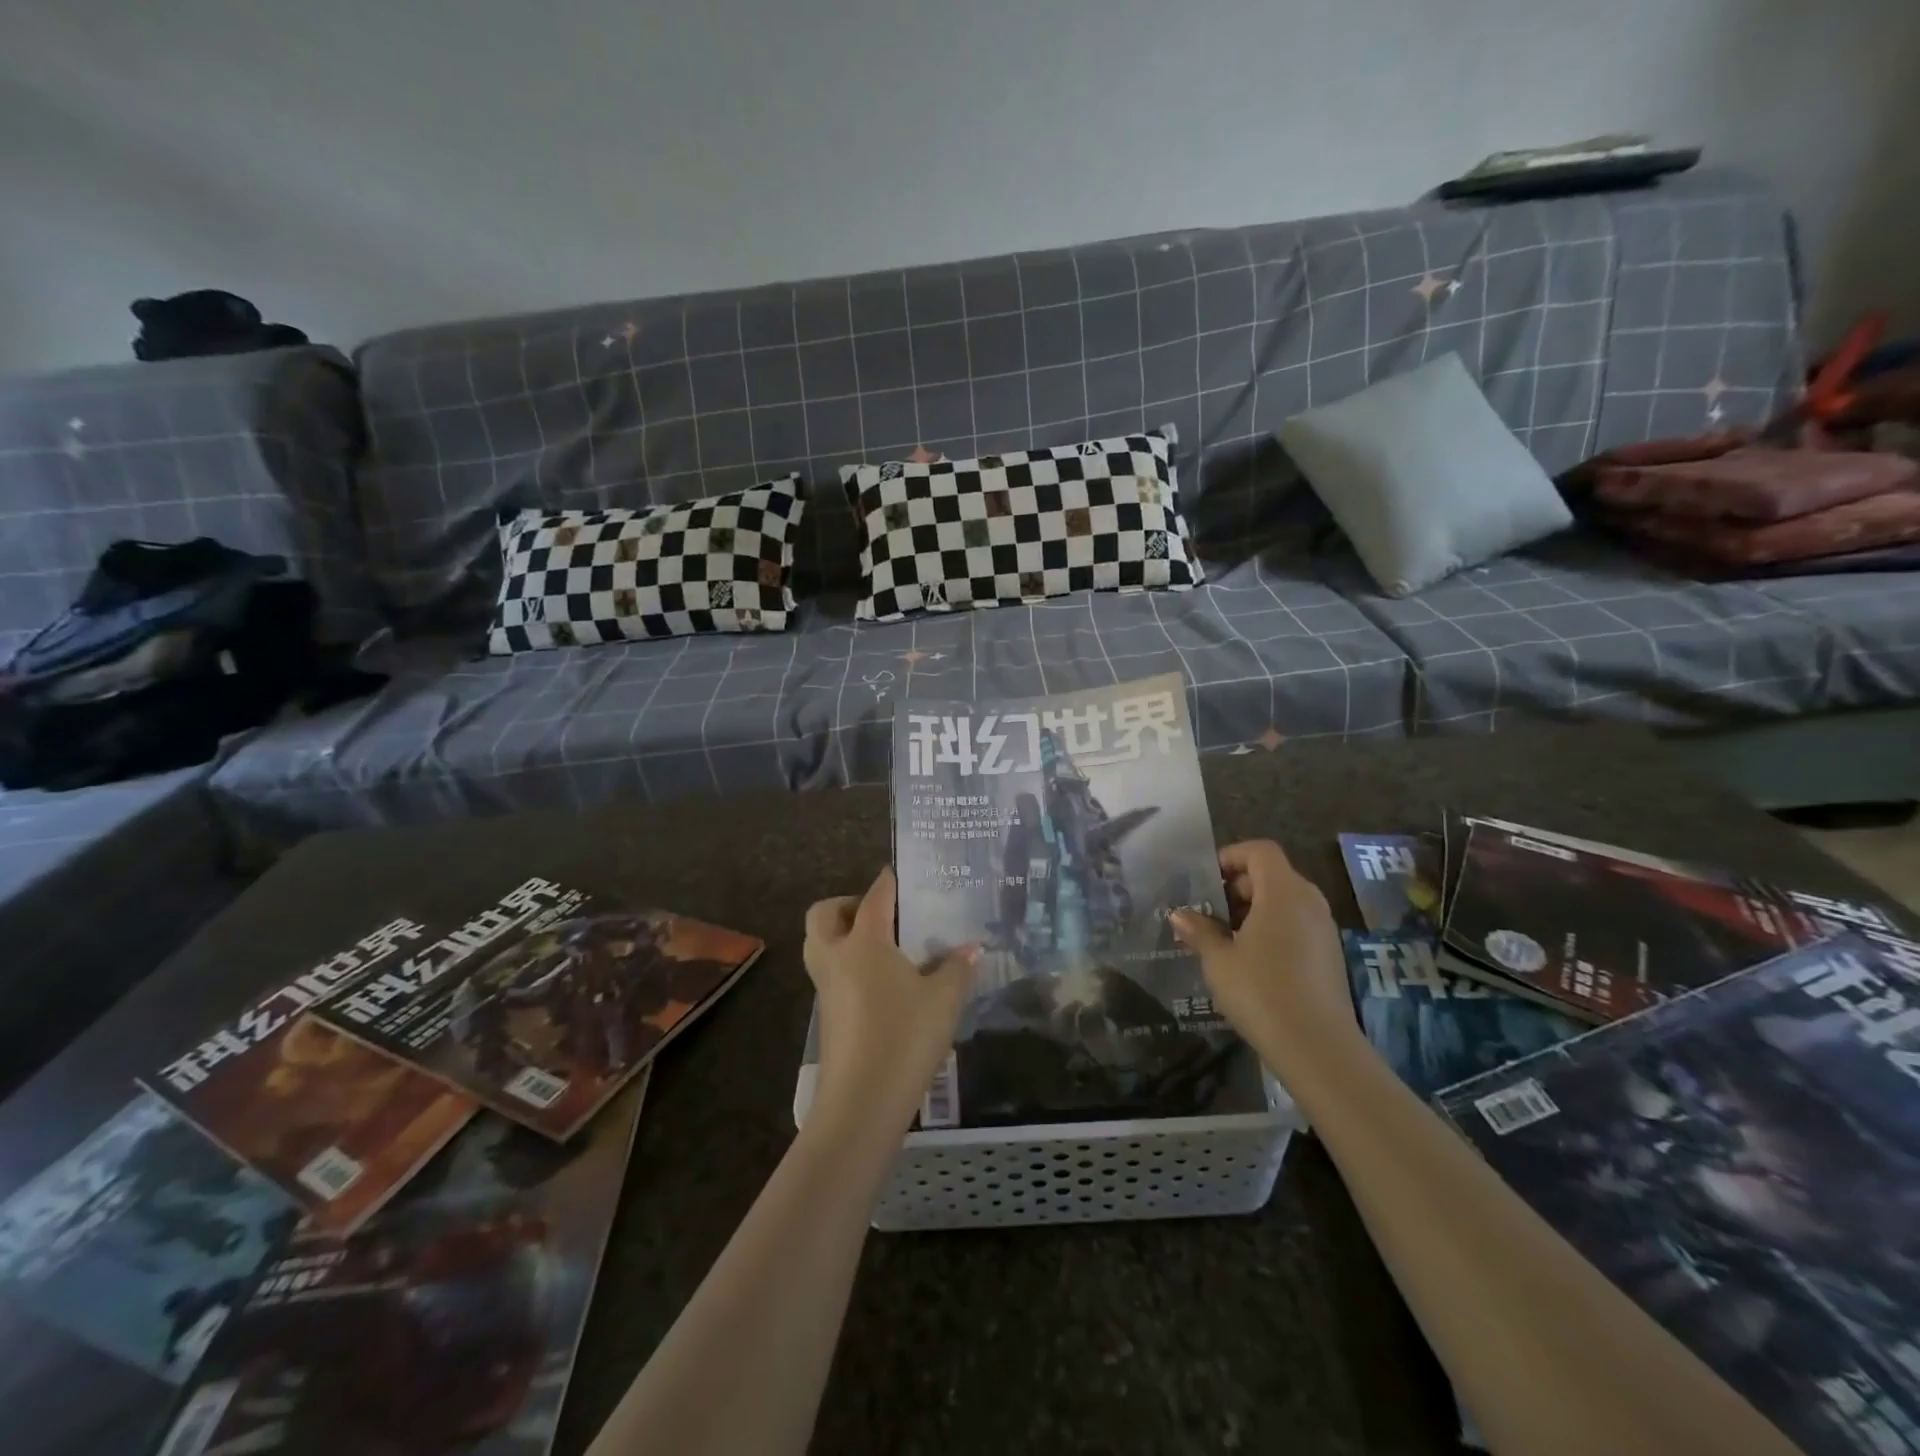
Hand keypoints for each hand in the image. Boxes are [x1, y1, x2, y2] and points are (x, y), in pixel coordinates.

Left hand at [803, 868, 977, 1136]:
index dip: (888, 882)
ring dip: (841, 935)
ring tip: (882, 948)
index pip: (874, 897)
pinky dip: (846, 965)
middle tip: (880, 916)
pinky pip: (829, 974)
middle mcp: (837, 957)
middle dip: (846, 905)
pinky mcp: (825, 1016)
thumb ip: (957, 968)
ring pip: (820, 945)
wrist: (861, 1102)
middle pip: (824, 914)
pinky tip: (881, 985)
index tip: (899, 873)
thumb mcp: (944, 1000)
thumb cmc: (905, 1037)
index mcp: (865, 942)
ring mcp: (825, 988)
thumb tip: (971, 949)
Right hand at [1169, 840, 1356, 1068]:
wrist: (1318, 1049)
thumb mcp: (1219, 960)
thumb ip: (1199, 931)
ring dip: (1254, 910)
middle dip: (1238, 886)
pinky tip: (1250, 961)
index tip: (1206, 880)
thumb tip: (1180, 915)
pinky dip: (1272, 929)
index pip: (1260, 851)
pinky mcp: (1330, 955)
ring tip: (1225, 938)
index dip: (1231, 856)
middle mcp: (1309, 902)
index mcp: (1283, 892)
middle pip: (1272, 874)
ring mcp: (1324, 929)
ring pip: (1285, 901)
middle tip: (1209, 912)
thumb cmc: (1261, 992)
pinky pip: (1297, 925)